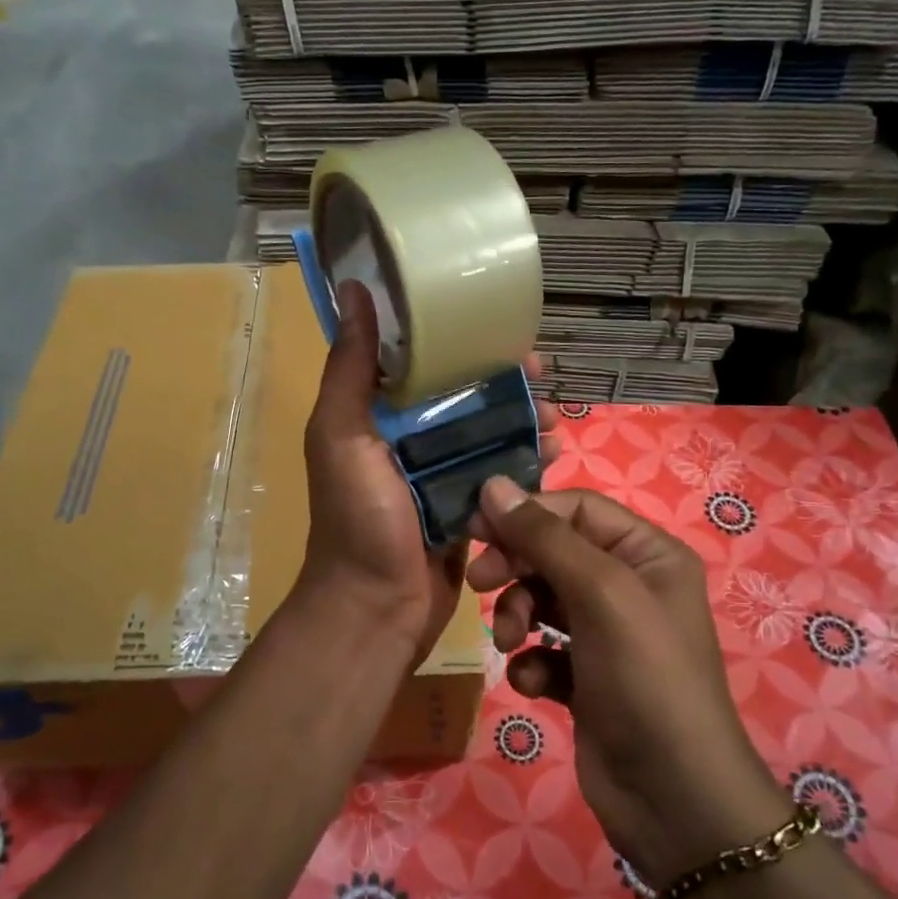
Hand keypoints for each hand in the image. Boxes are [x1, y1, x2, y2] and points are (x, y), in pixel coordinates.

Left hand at [300, 282, 559, 665]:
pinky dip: (525, 463)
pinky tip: (552, 456)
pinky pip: (500, 475)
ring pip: (490, 434)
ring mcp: (440, 476)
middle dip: (505, 385)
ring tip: (554, 425)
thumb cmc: (358, 519)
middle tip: (542, 380)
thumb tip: (352, 289)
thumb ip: (351, 369)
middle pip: (466, 398)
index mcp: (376, 416)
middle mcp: (408, 440)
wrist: (375, 609)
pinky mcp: (466, 509)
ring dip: (524, 423)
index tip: (503, 336)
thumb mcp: (343, 436)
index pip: (425, 365)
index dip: (463, 345)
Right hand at [467, 479, 792, 884]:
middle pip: (553, 552)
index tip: (475, 528)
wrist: (674, 799)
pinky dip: (533, 662)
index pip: (574, 509)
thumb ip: (545, 537)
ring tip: (511, 643)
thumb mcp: (600, 594)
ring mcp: (607, 634)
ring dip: (517, 616)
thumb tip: (493, 483)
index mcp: (647, 554)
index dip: (525, 514)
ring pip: (542, 600)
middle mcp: (629, 586)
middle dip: (516, 568)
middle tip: (478, 583)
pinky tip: (536, 685)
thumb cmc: (645, 679)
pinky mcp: (586, 677)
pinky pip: (544, 649)